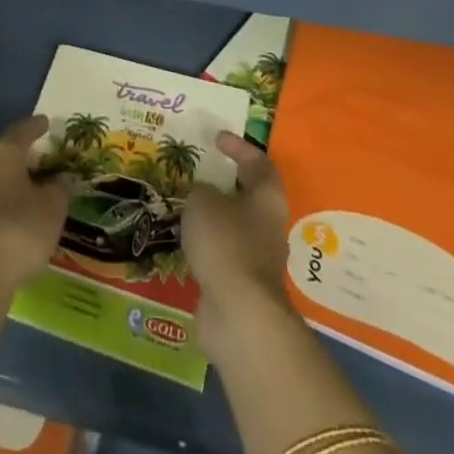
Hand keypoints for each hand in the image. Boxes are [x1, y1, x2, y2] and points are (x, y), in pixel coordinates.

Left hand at [0, 115, 69, 297]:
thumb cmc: (20, 229)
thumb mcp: (53, 207)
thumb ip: (60, 188)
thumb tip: (61, 178)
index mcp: (3, 153)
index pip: (22, 131)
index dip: (36, 126)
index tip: (46, 122)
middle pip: (5, 153)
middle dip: (23, 155)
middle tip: (42, 157)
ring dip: (13, 182)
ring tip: (32, 189)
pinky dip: (5, 203)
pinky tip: (17, 215)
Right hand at [182, 131, 294, 349]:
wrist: (239, 315)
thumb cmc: (226, 243)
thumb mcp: (203, 202)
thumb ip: (201, 191)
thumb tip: (204, 195)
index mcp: (267, 198)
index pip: (259, 162)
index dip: (239, 147)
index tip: (217, 138)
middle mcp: (268, 226)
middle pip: (250, 196)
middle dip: (226, 184)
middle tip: (199, 172)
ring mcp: (257, 259)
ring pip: (235, 227)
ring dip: (214, 216)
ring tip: (186, 206)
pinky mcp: (242, 285)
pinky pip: (223, 255)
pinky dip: (207, 245)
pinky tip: (185, 242)